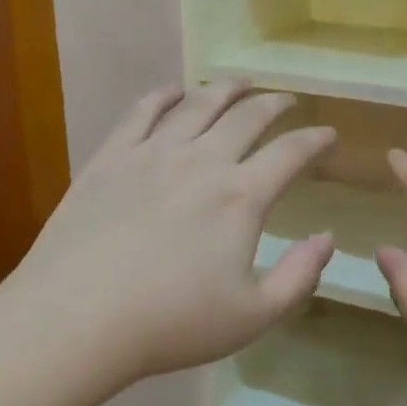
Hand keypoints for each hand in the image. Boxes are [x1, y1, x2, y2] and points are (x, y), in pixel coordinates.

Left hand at [5, 82, 335, 387]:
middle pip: (247, 116)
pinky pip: (143, 111)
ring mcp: (153, 152)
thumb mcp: (252, 315)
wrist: (78, 317)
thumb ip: (299, 276)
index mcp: (241, 196)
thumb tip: (328, 238)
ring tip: (240, 82)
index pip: (290, 153)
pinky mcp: (111, 156)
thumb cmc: (171, 322)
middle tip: (286, 100)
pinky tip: (174, 90)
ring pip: (198, 104)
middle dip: (274, 103)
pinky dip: (164, 95)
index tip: (327, 133)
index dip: (314, 139)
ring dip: (225, 88)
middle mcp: (202, 160)